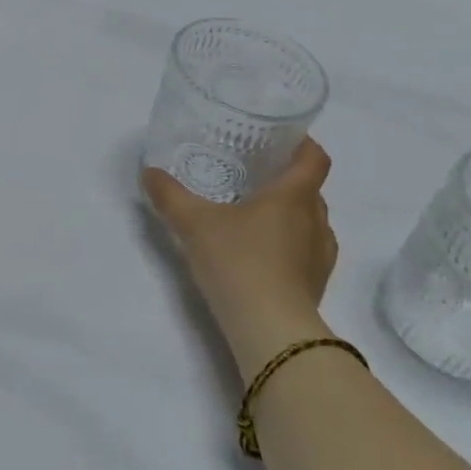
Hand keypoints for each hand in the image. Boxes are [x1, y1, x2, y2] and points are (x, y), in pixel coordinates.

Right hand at [142, 138, 339, 379]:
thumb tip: (150, 172)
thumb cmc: (238, 262)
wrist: (270, 329)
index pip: (315, 158)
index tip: (279, 139)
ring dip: (288, 215)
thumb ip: (170, 195)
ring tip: (252, 216)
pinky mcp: (316, 284)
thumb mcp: (193, 223)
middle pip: (310, 189)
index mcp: (294, 195)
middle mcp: (316, 220)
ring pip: (310, 221)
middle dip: (285, 180)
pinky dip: (288, 245)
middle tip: (250, 176)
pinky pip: (305, 251)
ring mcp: (321, 255)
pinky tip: (259, 254)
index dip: (302, 143)